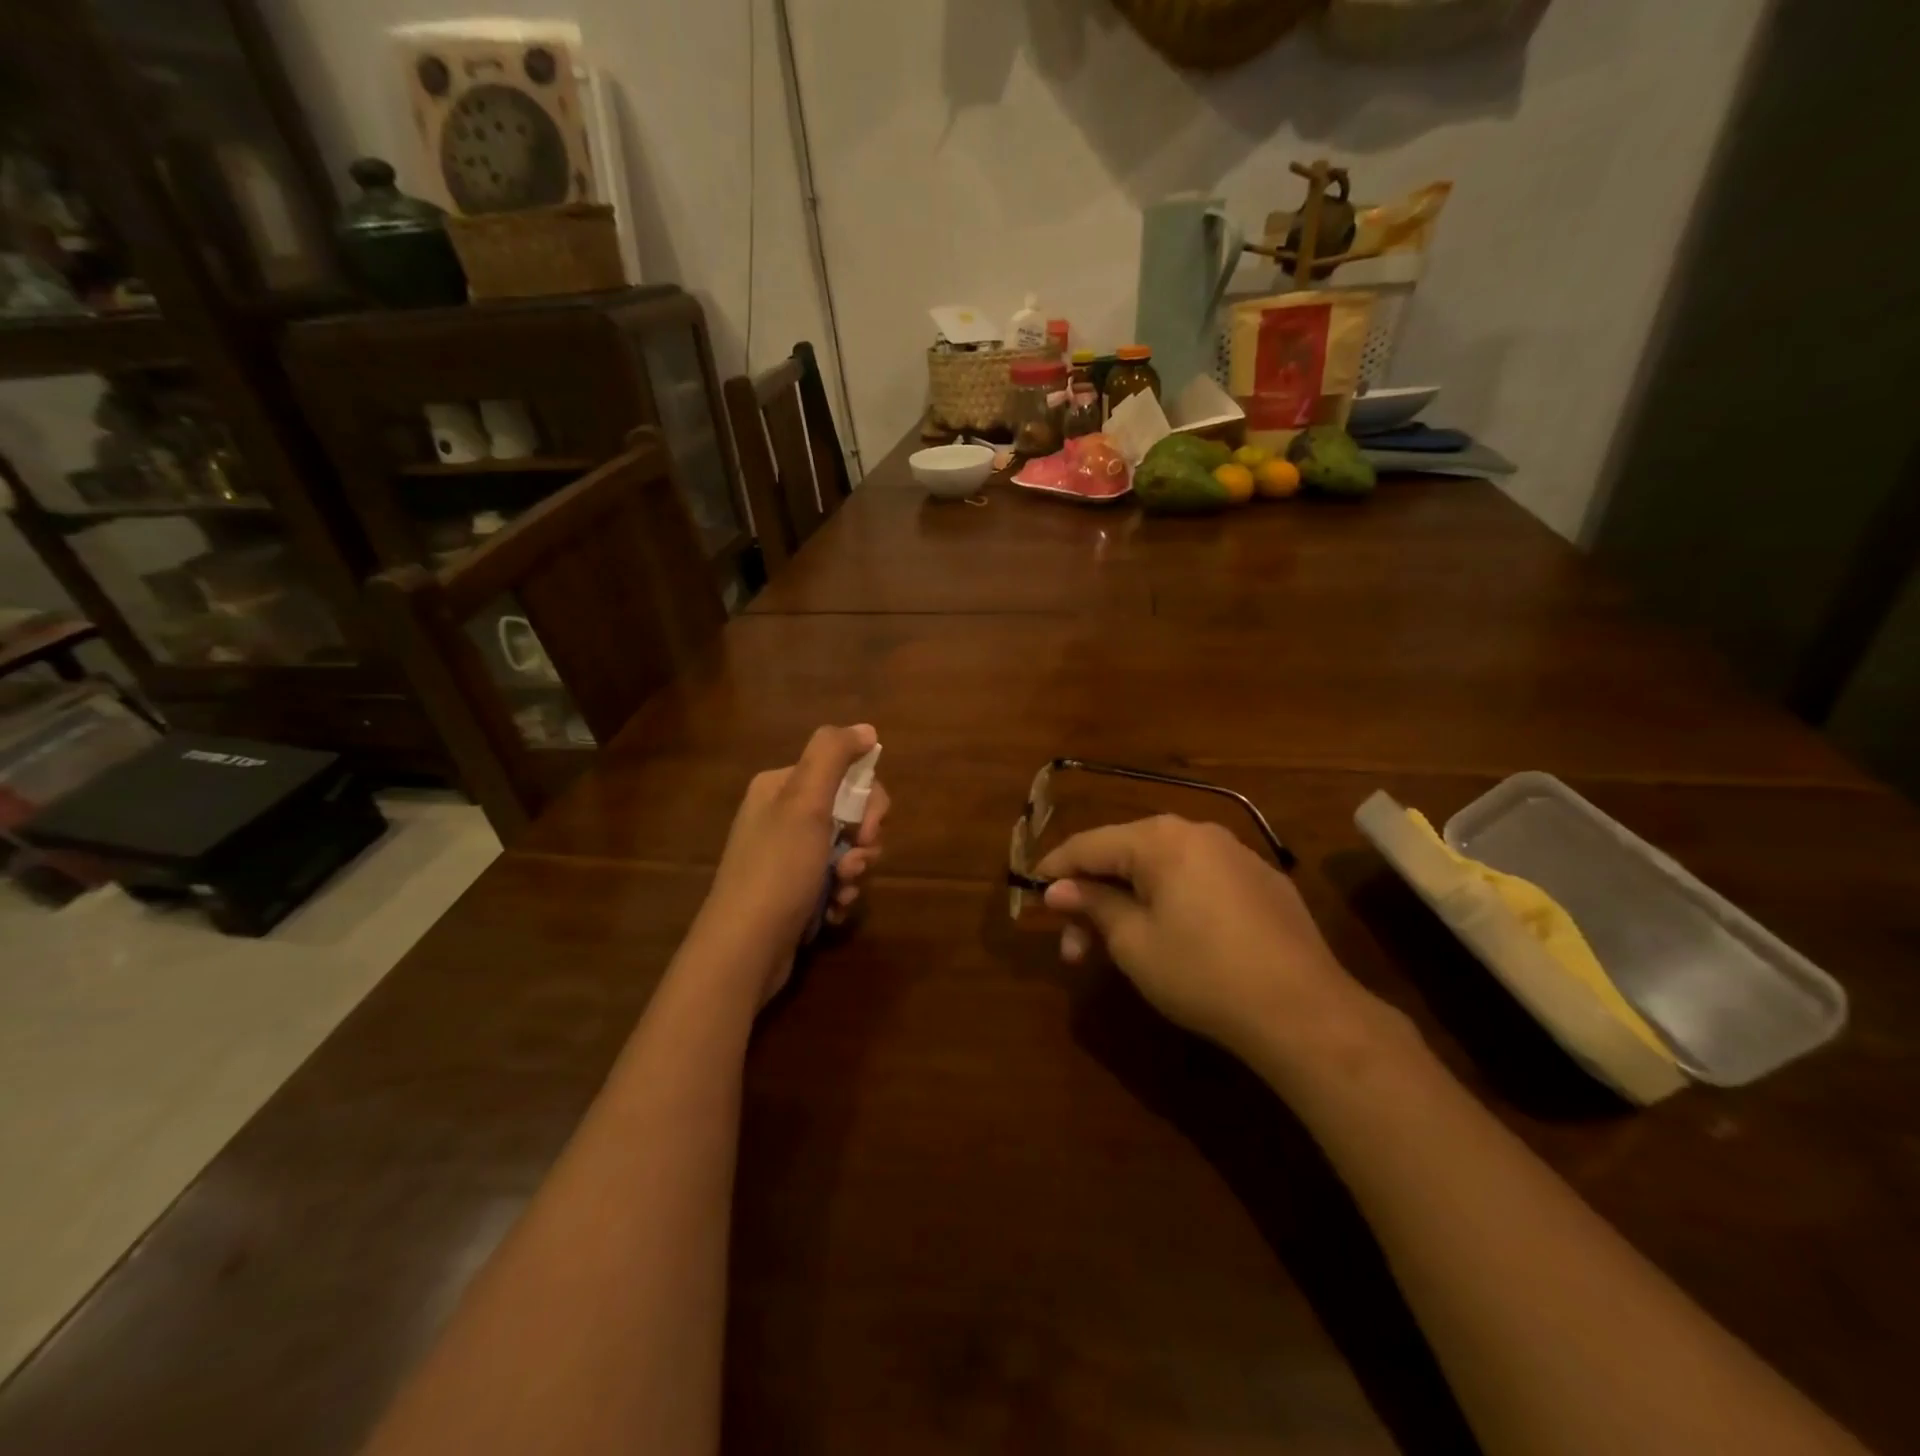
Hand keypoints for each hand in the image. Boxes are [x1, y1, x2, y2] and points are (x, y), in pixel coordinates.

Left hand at [700, 725, 888, 1002]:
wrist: (745, 948)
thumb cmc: (778, 869)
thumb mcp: (804, 803)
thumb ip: (833, 755)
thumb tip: (866, 729)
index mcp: (781, 787)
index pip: (845, 775)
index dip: (869, 802)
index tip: (869, 830)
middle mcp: (783, 816)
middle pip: (850, 813)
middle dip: (864, 842)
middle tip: (855, 865)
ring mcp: (788, 856)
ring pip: (847, 850)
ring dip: (855, 872)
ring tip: (841, 892)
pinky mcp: (795, 890)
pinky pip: (834, 880)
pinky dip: (840, 894)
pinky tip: (833, 910)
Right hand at [1036, 816, 1378, 1070]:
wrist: (1303, 1011)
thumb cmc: (1203, 974)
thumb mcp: (1134, 942)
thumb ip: (1093, 905)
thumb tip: (1058, 889)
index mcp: (1160, 839)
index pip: (1090, 844)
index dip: (1056, 868)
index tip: (1031, 891)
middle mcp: (1196, 832)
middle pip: (1126, 854)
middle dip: (1093, 896)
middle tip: (1072, 945)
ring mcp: (1235, 853)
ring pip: (1162, 867)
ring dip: (1129, 901)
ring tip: (1116, 947)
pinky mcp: (1261, 881)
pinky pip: (1198, 879)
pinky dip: (1169, 900)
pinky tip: (1168, 935)